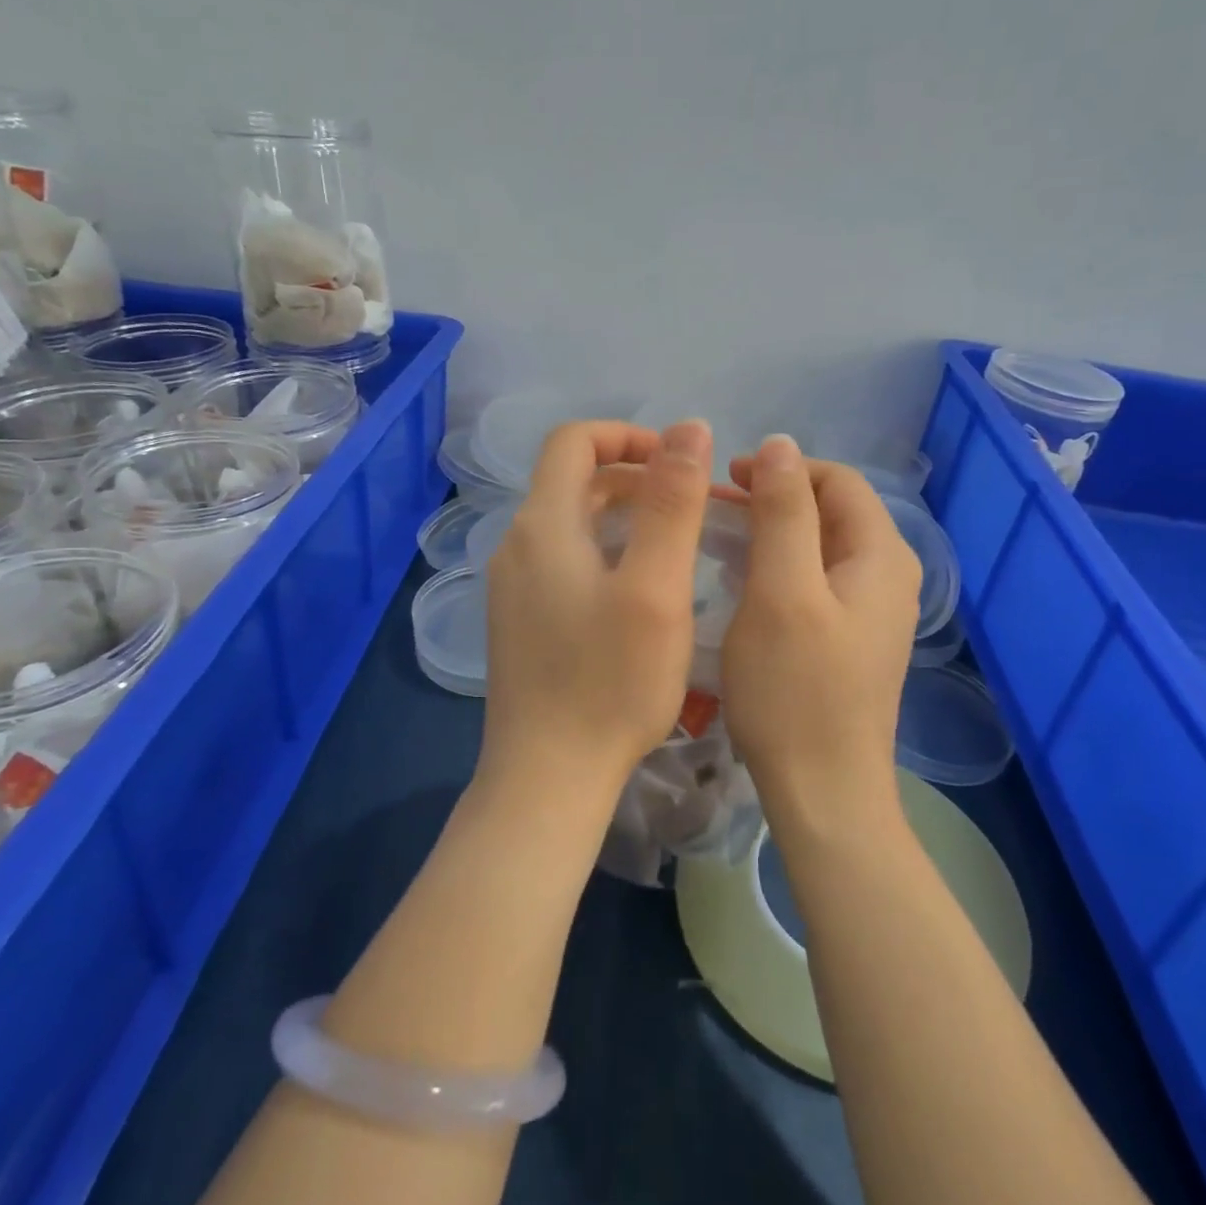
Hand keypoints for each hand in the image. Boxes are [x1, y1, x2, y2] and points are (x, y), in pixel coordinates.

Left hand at [480, 418, 713, 805]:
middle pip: (573, 480)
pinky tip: (640, 589)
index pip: (574, 441)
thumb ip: (672, 502)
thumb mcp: (655, 587)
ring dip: (624, 515)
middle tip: (692, 505)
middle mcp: (517, 545)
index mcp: (543, 524)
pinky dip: (606, 550)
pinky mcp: (520, 620)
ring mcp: (513, 586)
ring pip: (571, 523)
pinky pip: (565, 560)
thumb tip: (689, 427)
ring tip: (677, 543)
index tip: (680, 463)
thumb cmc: (611, 681)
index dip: (628, 435)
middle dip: (634, 476)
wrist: (548, 777)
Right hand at [720, 436, 920, 836]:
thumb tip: (780, 444)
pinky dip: (780, 569)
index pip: (837, 480)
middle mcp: (888, 576)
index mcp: (881, 556)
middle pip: (831, 512)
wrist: (824, 793)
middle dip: (774, 500)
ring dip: (773, 534)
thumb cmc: (795, 690)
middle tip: (716, 510)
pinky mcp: (852, 641)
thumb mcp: (782, 590)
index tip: (727, 480)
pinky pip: (817, 583)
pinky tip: (744, 585)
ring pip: (820, 548)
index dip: (782, 469)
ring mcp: (872, 613)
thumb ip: (783, 512)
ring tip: (722, 541)